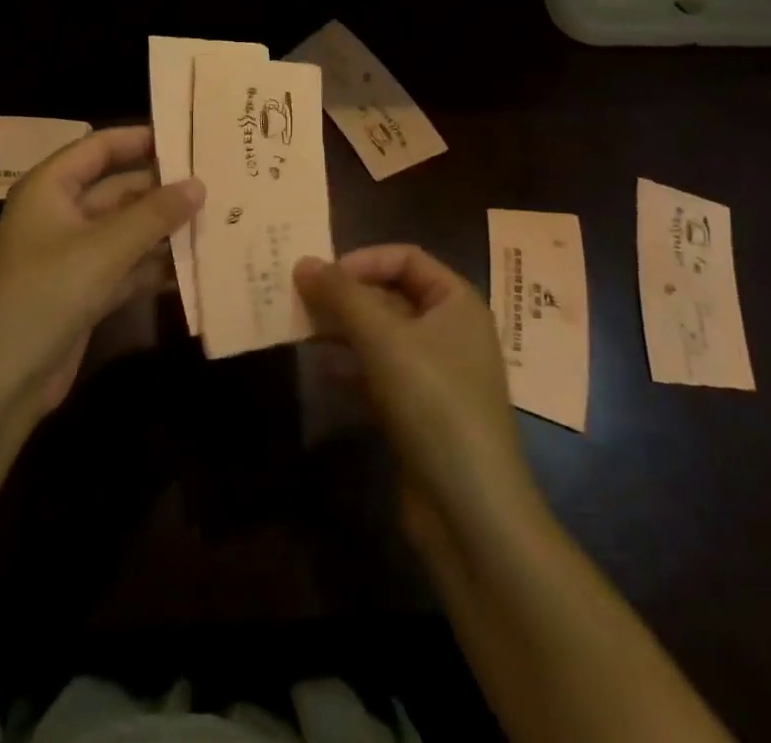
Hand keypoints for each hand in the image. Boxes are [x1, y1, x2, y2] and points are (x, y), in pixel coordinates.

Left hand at [0, 126, 202, 417]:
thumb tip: (199, 184)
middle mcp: (61, 214)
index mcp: (50, 188)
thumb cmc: (44, 295)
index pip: (99, 147)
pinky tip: (197, 267)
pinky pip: (127, 267)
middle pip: (119, 189)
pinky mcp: (84, 292)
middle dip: (163, 189)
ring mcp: (73, 255)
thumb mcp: (103, 249)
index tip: (188, 138)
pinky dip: (155, 266)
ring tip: (219, 221)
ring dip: (165, 230)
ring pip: (127, 230)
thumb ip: (153, 215)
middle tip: (217, 184)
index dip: (141, 139)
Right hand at [295, 247, 532, 552]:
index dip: (363, 260)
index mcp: (456, 302)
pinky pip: (379, 373)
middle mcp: (449, 331)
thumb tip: (303, 261)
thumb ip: (341, 295)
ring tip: (301, 332)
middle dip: (346, 297)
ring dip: (342, 331)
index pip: (405, 258)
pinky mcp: (419, 411)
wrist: (471, 511)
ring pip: (380, 336)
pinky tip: (321, 372)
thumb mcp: (384, 339)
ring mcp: (435, 374)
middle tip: (299, 301)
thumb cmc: (434, 403)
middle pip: (390, 295)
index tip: (323, 277)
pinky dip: (351, 367)